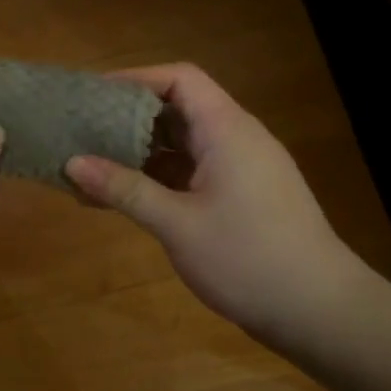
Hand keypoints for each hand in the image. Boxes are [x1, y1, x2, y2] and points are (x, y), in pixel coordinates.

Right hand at [65, 63, 372, 339]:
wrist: (318, 311)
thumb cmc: (247, 258)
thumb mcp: (177, 224)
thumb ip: (124, 190)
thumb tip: (72, 163)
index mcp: (226, 130)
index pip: (180, 79)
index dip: (135, 79)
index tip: (92, 96)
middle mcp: (235, 140)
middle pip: (178, 110)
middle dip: (128, 119)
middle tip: (81, 132)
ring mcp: (240, 171)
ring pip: (182, 146)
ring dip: (139, 154)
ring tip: (90, 167)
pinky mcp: (240, 199)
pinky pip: (191, 174)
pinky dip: (156, 180)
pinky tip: (121, 199)